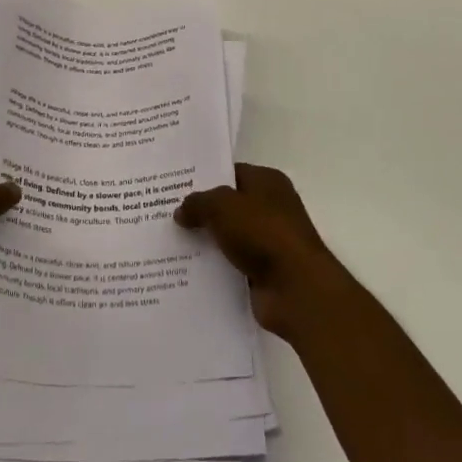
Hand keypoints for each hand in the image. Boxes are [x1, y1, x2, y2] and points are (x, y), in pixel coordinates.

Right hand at [175, 163, 348, 340]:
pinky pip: (231, 264)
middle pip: (228, 206)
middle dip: (201, 212)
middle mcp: (271, 208)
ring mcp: (268, 242)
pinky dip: (213, 267)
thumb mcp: (222, 206)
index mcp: (268, 182)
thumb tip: (181, 210)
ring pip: (228, 237)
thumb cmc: (263, 233)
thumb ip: (198, 203)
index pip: (231, 172)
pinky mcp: (263, 272)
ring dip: (205, 242)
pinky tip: (185, 270)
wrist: (296, 289)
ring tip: (169, 243)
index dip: (205, 178)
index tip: (175, 186)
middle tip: (166, 214)